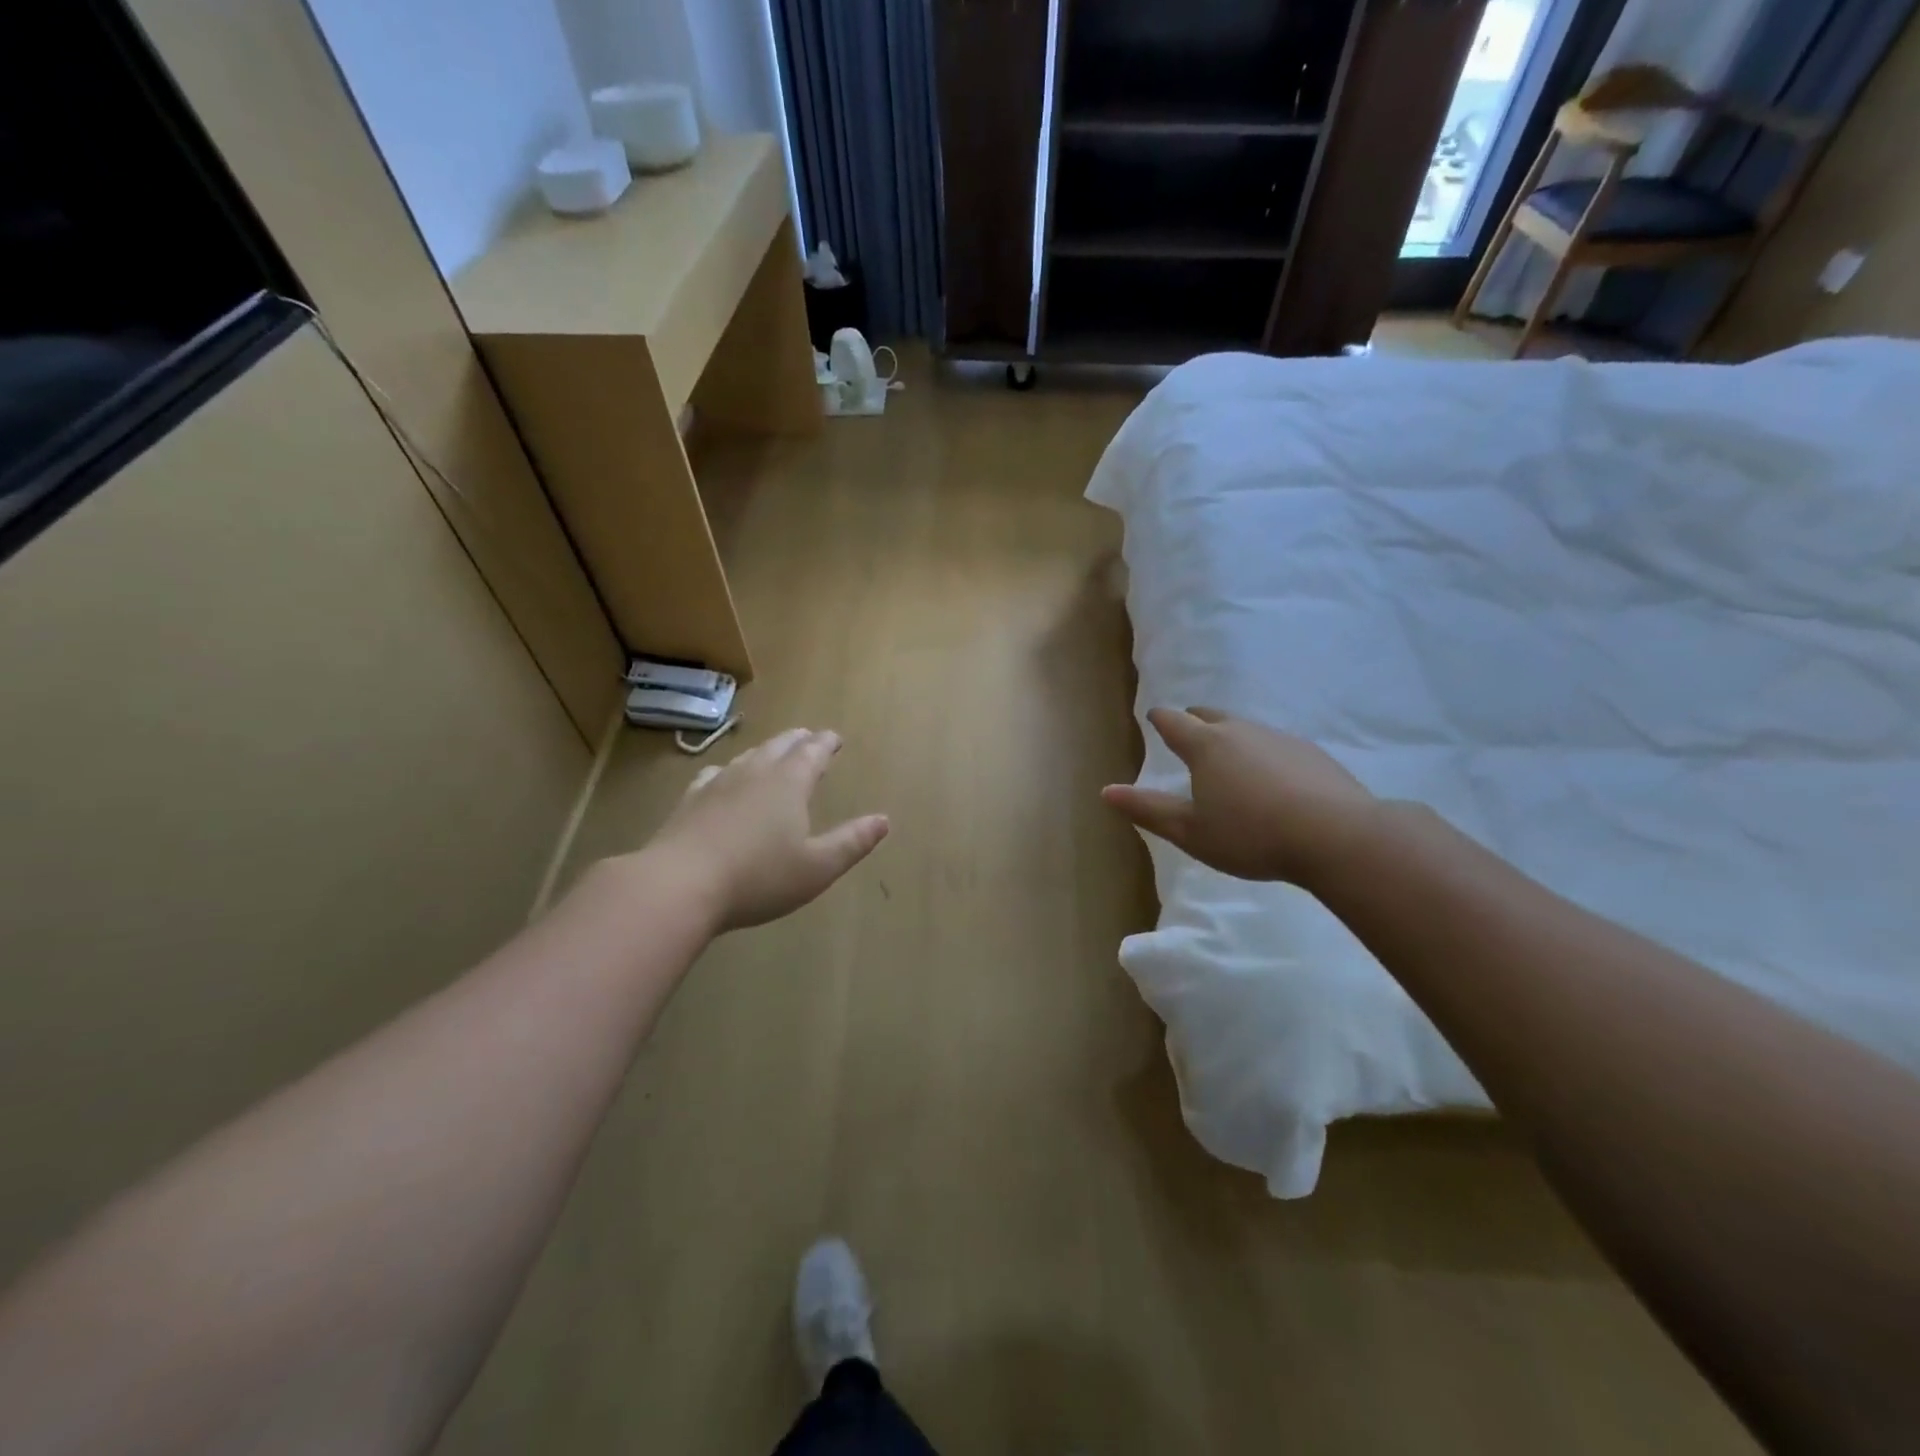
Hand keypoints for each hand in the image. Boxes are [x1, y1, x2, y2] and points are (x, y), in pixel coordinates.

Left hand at [644, 729, 889, 930]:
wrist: (679, 885)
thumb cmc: (759, 877)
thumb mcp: (817, 867)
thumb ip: (852, 842)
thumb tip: (883, 820)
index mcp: (789, 783)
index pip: (813, 752)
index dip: (826, 743)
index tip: (835, 738)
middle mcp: (755, 773)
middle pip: (780, 746)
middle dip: (798, 740)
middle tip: (809, 738)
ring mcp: (718, 783)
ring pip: (748, 756)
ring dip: (766, 750)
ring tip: (774, 752)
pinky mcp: (690, 800)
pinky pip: (715, 774)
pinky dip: (730, 770)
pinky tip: (724, 777)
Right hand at [1102, 708, 1376, 886]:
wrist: (1336, 836)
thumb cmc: (1251, 835)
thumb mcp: (1191, 832)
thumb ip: (1148, 810)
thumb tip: (1106, 791)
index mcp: (1206, 746)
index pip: (1174, 722)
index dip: (1160, 719)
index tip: (1154, 717)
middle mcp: (1241, 731)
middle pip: (1210, 715)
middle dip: (1194, 719)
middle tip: (1187, 729)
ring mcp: (1280, 738)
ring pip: (1245, 728)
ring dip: (1230, 736)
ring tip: (1228, 757)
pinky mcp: (1312, 753)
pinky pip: (1276, 744)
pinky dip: (1263, 753)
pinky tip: (1271, 777)